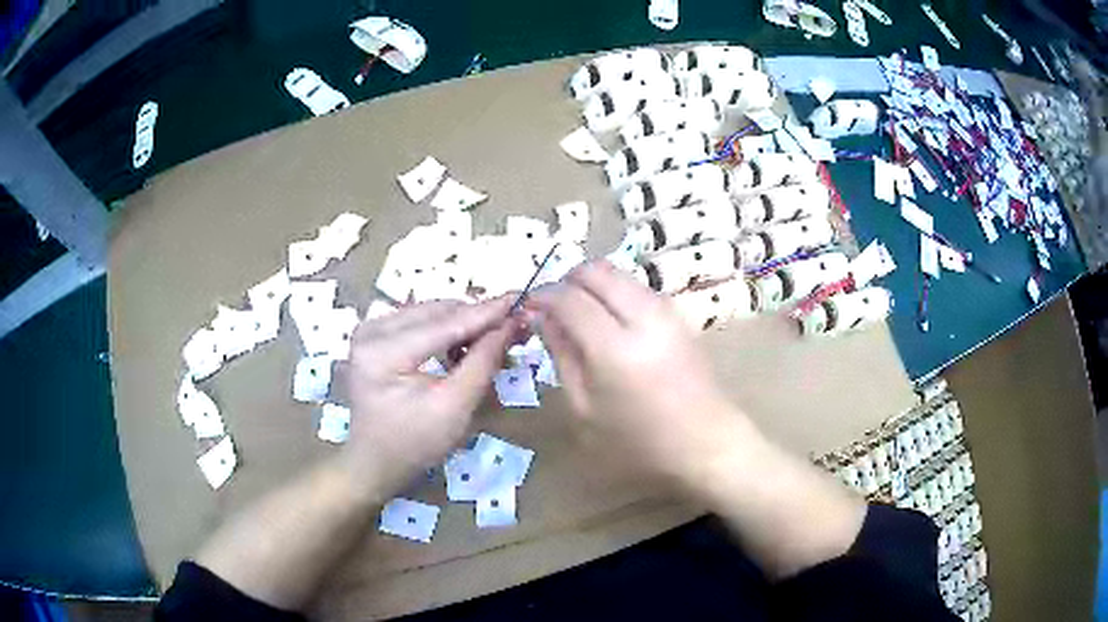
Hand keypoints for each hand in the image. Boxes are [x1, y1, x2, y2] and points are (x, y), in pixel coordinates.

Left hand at [338, 298, 515, 495]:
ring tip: (495, 339)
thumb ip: (483, 362)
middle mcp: (372, 329)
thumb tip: (511, 324)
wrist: (375, 462)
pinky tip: (464, 348)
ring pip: (431, 313)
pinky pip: (420, 321)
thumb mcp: (454, 407)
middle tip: (516, 326)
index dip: (487, 313)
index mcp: (382, 350)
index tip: (522, 300)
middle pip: (437, 312)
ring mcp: (371, 329)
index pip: (444, 323)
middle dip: (478, 319)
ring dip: (464, 324)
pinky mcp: (376, 335)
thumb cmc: (414, 444)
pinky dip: (447, 331)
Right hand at [524, 262, 749, 489]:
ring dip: (592, 284)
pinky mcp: (679, 313)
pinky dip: (614, 292)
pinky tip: (609, 322)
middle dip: (567, 280)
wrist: (705, 442)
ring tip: (579, 315)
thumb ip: (561, 355)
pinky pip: (636, 286)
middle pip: (595, 270)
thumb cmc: (638, 441)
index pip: (568, 298)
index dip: (542, 295)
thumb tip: (540, 316)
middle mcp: (643, 316)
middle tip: (553, 308)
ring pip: (618, 272)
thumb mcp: (585, 409)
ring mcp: (666, 310)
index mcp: (614, 348)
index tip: (528, 306)